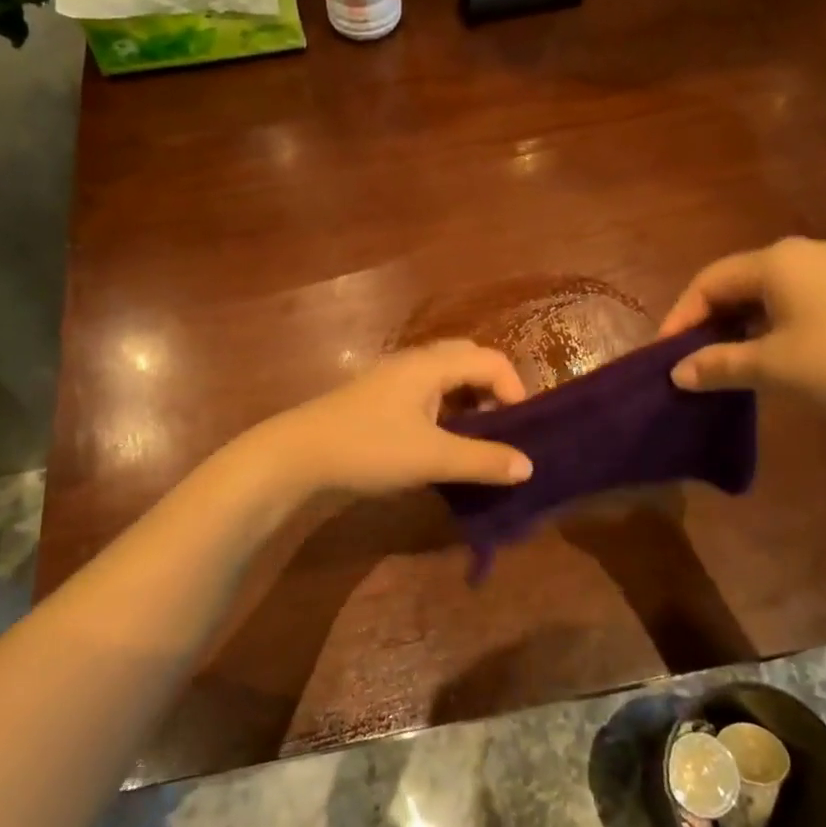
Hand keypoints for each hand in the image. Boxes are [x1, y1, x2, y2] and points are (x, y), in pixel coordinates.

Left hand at [260, 340, 533, 496]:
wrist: (297, 455)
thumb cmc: (369, 447)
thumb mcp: (432, 458)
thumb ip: (482, 461)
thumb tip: (528, 467)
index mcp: (431, 364)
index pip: (490, 360)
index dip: (514, 389)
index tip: (519, 429)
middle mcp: (414, 362)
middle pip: (467, 360)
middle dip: (492, 389)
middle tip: (500, 426)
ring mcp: (392, 378)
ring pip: (445, 377)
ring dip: (468, 401)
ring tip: (474, 438)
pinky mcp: (378, 398)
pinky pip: (425, 393)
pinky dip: (445, 410)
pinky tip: (439, 442)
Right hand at [658, 238, 825, 420]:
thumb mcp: (773, 367)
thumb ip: (718, 365)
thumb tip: (677, 373)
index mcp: (775, 260)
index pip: (708, 282)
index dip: (680, 319)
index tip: (666, 358)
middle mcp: (802, 253)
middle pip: (736, 283)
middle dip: (709, 322)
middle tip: (694, 362)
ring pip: (767, 294)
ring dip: (740, 327)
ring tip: (728, 364)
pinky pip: (796, 301)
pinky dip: (772, 326)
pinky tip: (774, 356)